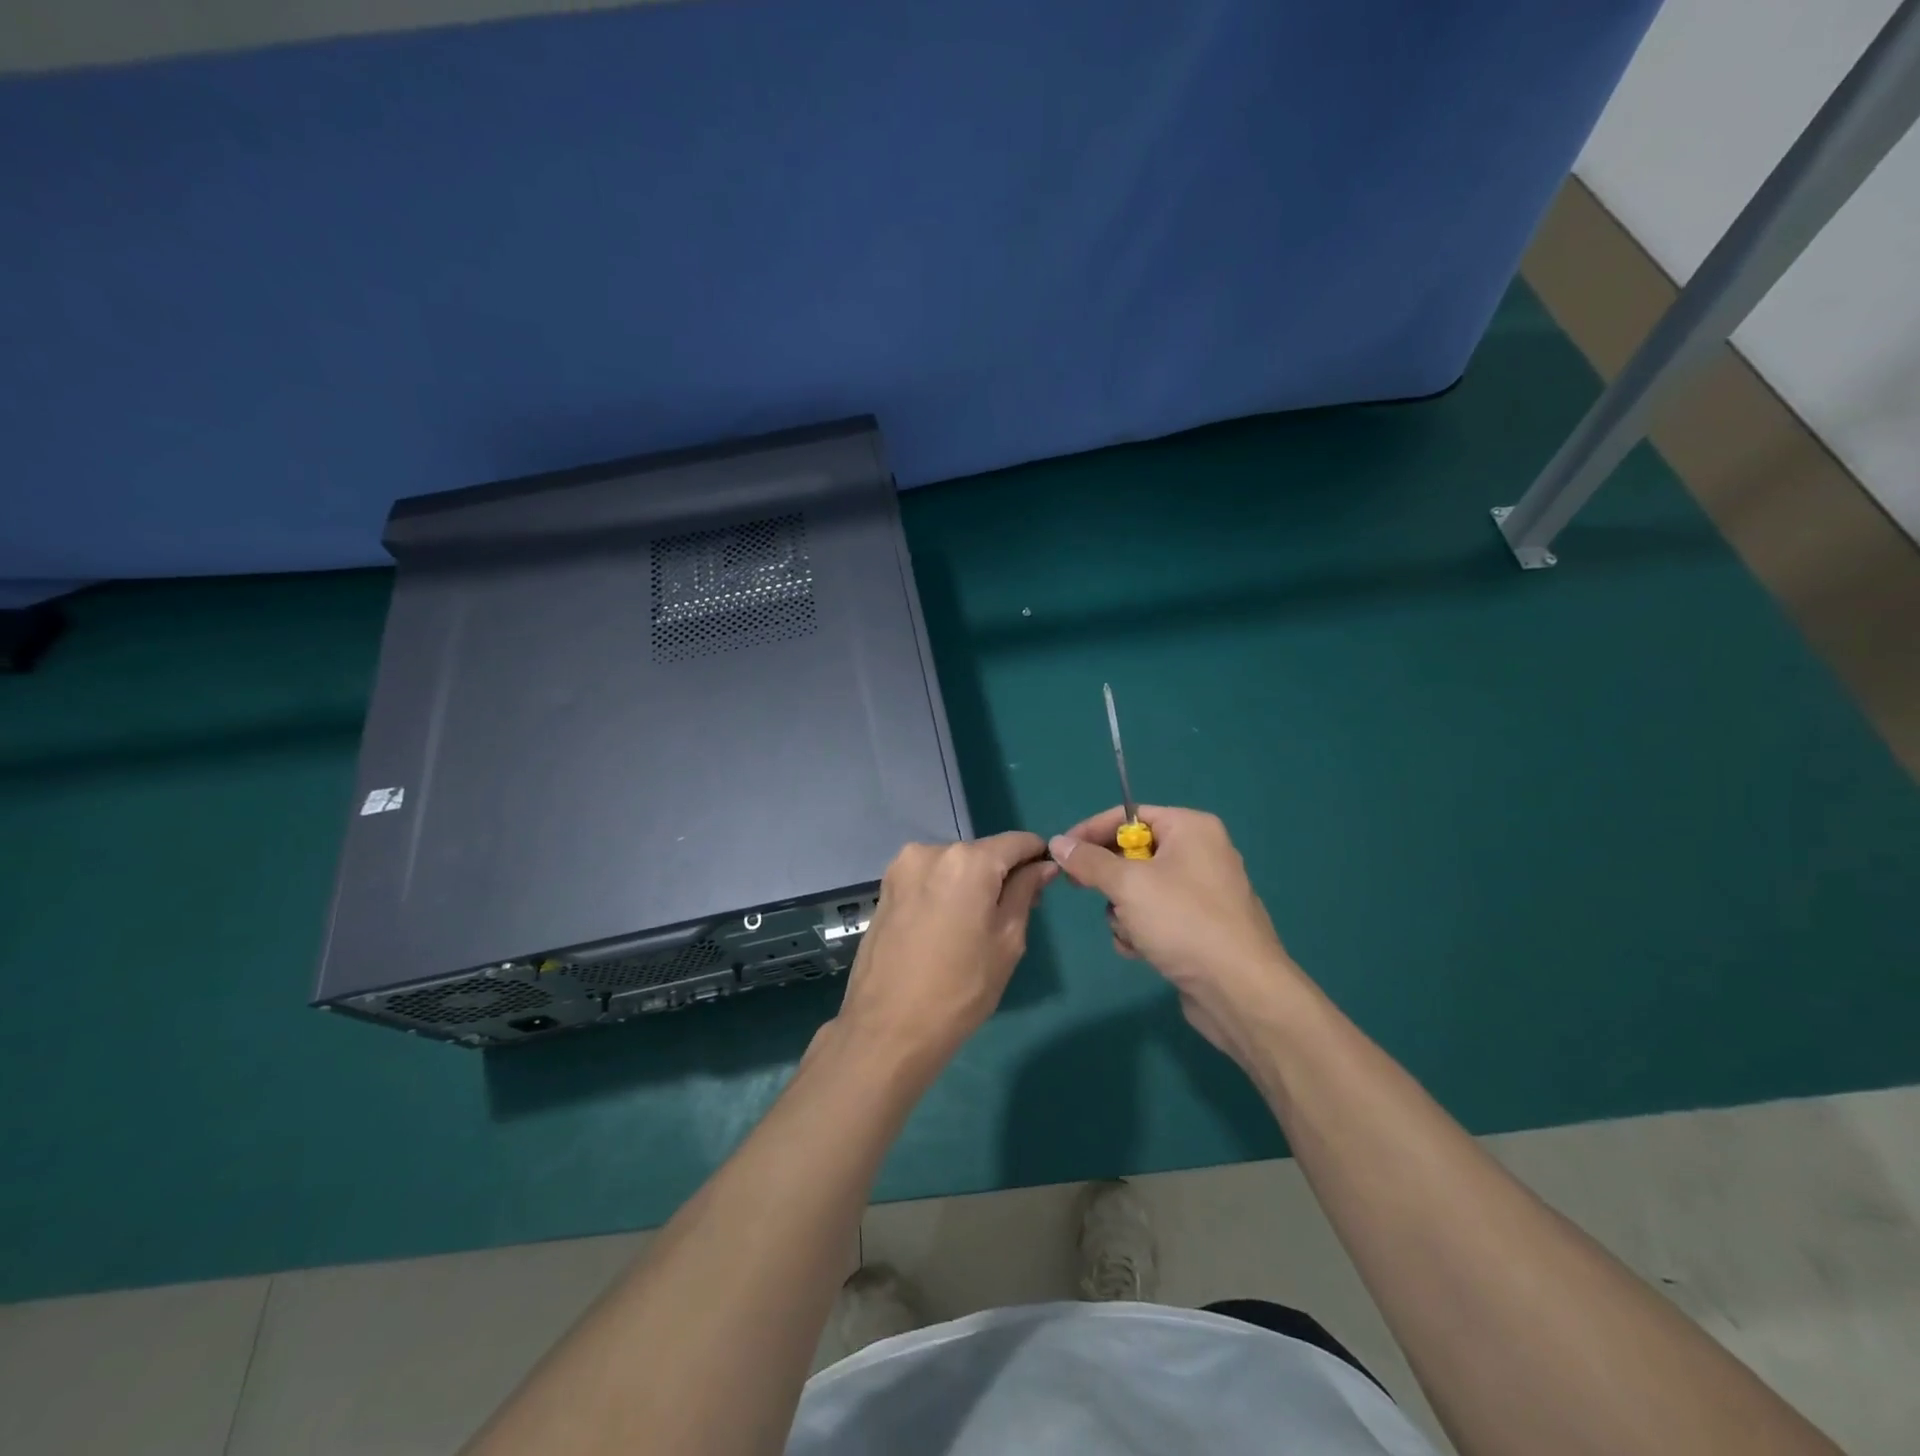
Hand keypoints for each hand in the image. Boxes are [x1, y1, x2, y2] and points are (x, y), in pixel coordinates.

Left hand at [833, 831, 1055, 1075]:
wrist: (887, 1028)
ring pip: (954, 866)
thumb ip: (1025, 893)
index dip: (1036, 856)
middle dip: (1001, 875)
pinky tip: (946, 928)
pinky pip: (929, 879)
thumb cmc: (960, 988)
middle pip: (982, 853)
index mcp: (968, 861)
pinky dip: (944, 893)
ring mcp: (902, 867)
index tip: (1047, 878)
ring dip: (971, 884)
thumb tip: (1043, 865)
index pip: (1016, 842)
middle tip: (1014, 915)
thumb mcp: (1007, 941)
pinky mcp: (886, 887)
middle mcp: (932, 851)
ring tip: (975, 928)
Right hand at [1049, 807, 1304, 1066]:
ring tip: (1130, 932)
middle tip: (1082, 889)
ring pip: (1140, 889)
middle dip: (1110, 880)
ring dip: (1124, 912)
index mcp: (1191, 828)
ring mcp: (1203, 892)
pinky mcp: (1201, 927)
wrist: (1240, 990)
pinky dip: (1142, 931)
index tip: (1061, 852)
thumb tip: (1058, 842)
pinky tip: (1141, 951)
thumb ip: (1088, 861)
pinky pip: (1157, 916)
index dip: (1091, 831)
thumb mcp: (1127, 885)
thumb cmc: (1183, 922)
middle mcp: (1201, 852)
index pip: (1129, 816)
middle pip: (1133, 853)